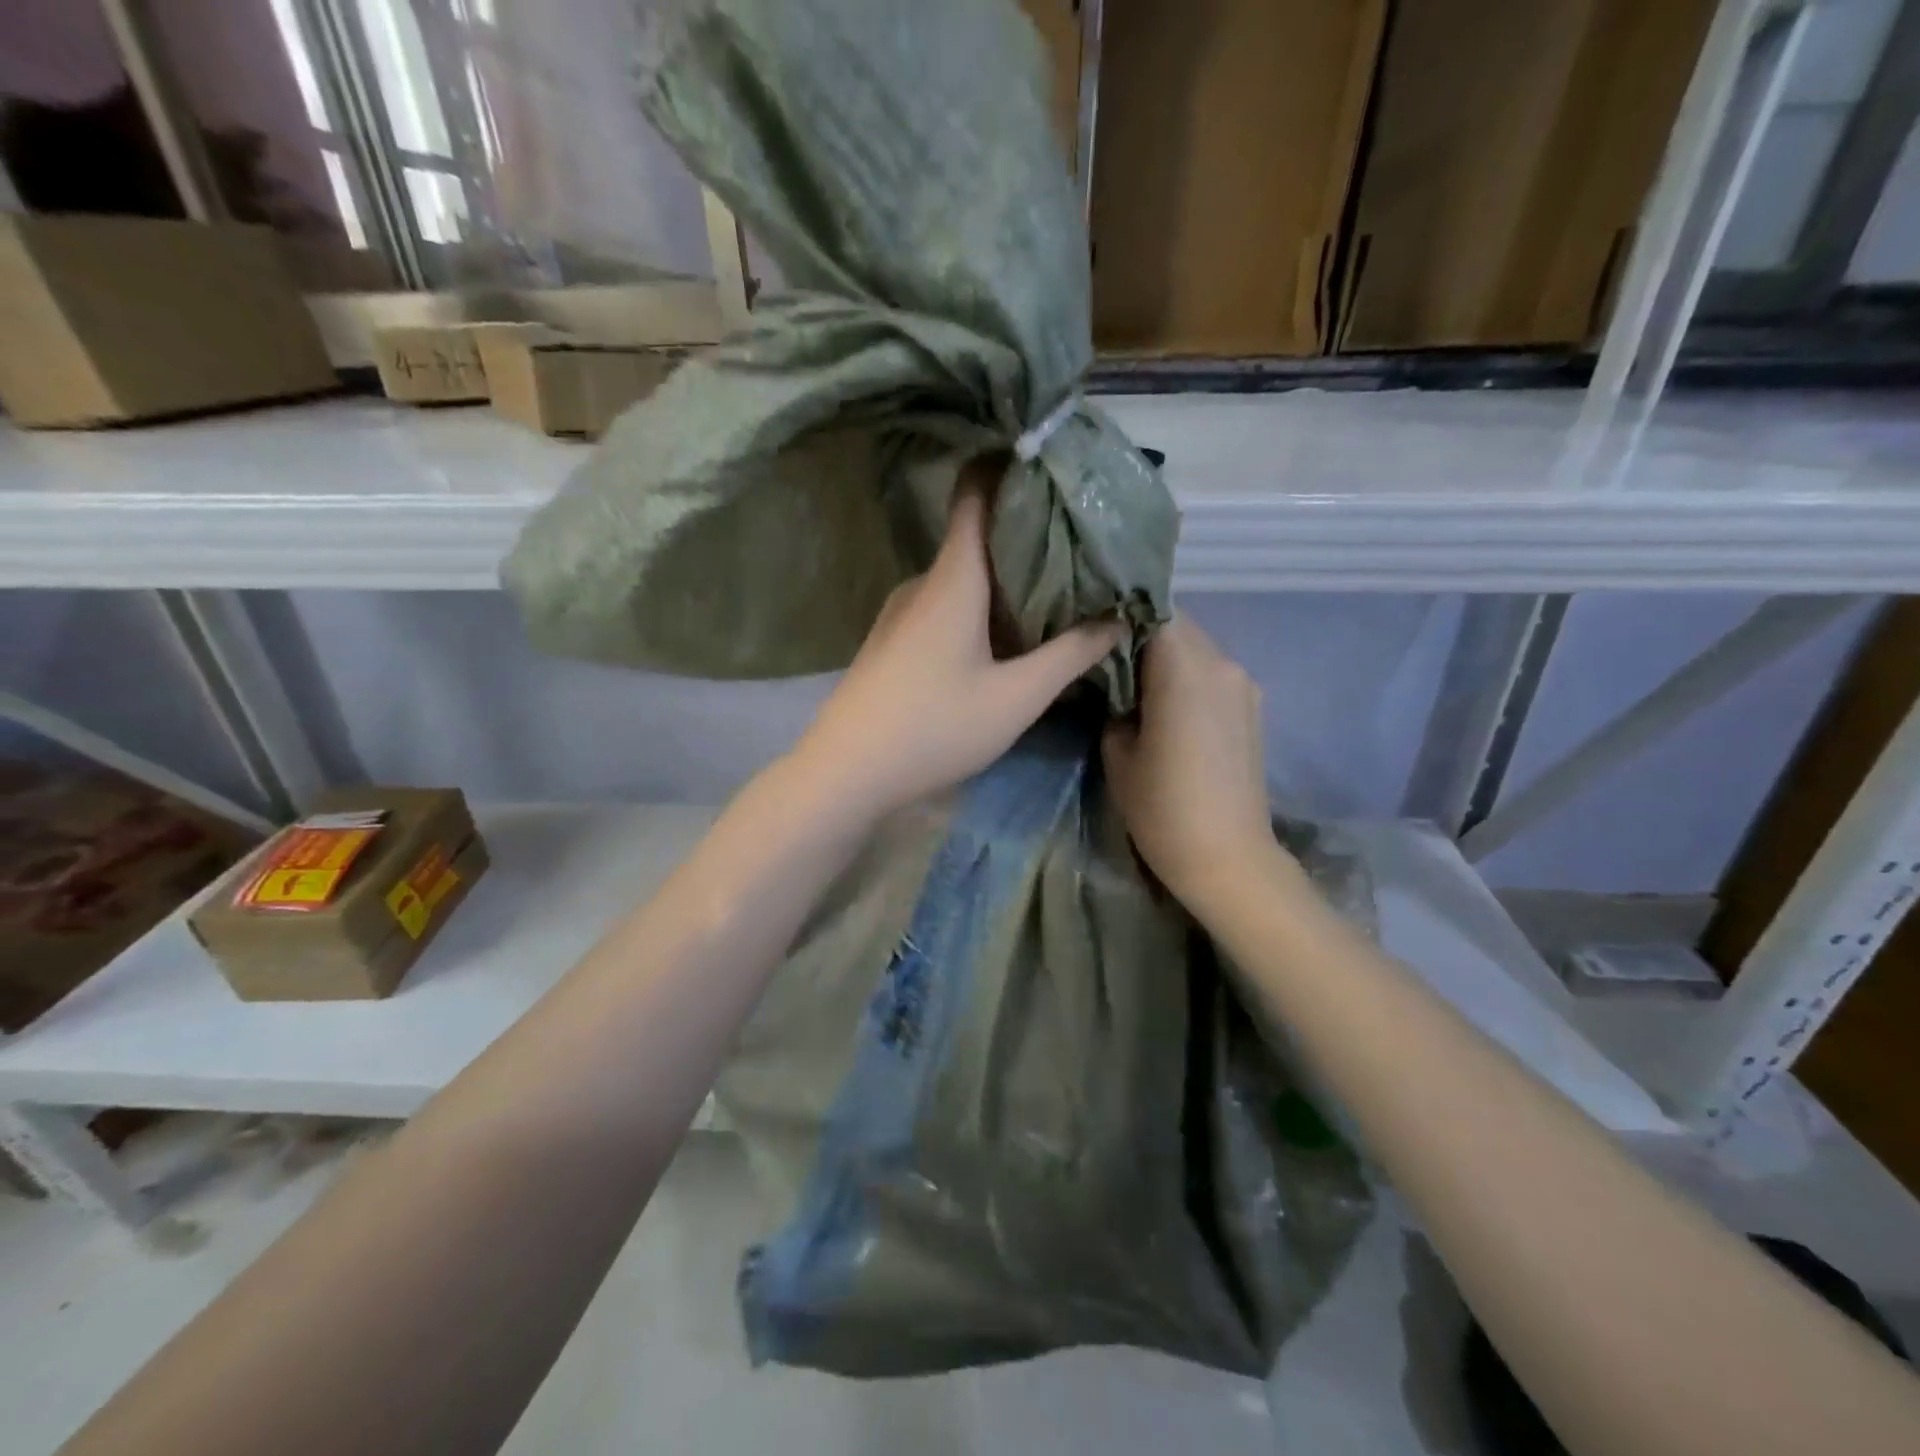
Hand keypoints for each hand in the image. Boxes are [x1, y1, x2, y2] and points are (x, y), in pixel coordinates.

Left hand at [794, 476, 1122, 819]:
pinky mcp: (894, 640)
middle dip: (1029, 537)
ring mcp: (902, 612)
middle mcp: (924, 583)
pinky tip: (1007, 637)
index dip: (1011, 467)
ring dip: (1007, 580)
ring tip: (1057, 593)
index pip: (976, 493)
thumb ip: (1070, 655)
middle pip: (978, 538)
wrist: (846, 772)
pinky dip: (982, 608)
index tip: (1055, 465)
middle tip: (1083, 547)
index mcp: (953, 578)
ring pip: (964, 578)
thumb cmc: (934, 727)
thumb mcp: (1016, 698)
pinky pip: (946, 606)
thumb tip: (1118, 619)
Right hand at [1103, 616, 1280, 908]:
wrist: (1228, 858)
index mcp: (1184, 669)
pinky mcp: (1253, 707)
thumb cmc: (1163, 808)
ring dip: (1166, 656)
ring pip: (1198, 647)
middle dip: (1142, 633)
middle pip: (1179, 625)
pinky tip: (1167, 705)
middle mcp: (1222, 664)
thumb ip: (1115, 704)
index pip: (1151, 611)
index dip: (1120, 616)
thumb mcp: (1118, 753)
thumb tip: (1119, 687)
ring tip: (1135, 683)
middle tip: (1106, 658)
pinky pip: (1213, 673)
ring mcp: (1243, 685)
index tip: (1093, 634)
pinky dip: (1187, 676)